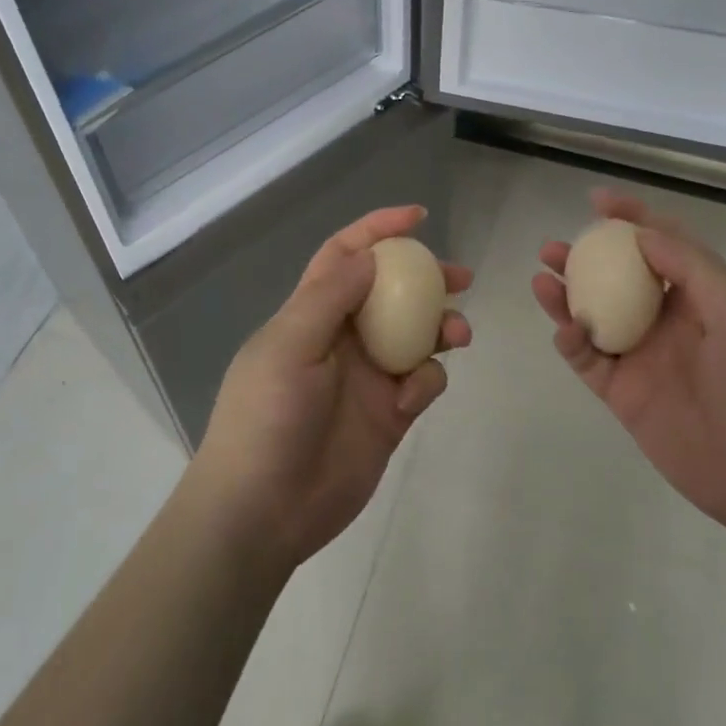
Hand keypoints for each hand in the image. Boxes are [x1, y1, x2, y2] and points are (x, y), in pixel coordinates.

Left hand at [191, 206, 472, 572]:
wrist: (264, 508)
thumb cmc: (266, 416)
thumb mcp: (290, 345)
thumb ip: (330, 296)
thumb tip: (369, 254)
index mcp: (311, 312)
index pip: (345, 256)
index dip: (377, 229)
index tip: (418, 217)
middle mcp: (343, 337)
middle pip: (391, 292)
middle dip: (425, 278)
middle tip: (461, 277)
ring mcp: (368, 376)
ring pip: (416, 335)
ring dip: (440, 328)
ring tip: (457, 335)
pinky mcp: (389, 414)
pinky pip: (421, 381)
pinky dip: (426, 381)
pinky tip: (410, 399)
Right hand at [532, 190, 725, 543]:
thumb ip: (695, 271)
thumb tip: (644, 233)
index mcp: (706, 298)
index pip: (664, 246)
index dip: (632, 219)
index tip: (598, 201)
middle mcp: (671, 323)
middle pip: (619, 280)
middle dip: (587, 259)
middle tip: (553, 248)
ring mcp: (646, 360)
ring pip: (596, 317)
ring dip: (568, 296)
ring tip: (542, 278)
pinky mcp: (626, 397)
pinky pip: (590, 361)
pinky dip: (572, 342)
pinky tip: (564, 329)